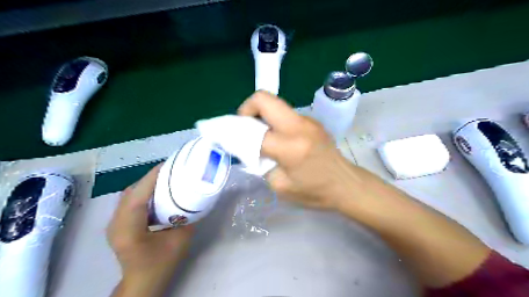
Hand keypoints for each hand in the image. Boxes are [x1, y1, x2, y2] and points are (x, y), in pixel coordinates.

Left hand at [107, 165, 193, 296]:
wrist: (142, 282)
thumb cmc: (161, 264)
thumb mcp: (180, 240)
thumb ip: (187, 218)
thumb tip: (195, 199)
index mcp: (129, 229)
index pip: (138, 196)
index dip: (152, 177)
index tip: (169, 164)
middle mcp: (116, 223)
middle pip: (131, 191)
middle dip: (151, 177)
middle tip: (171, 171)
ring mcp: (114, 223)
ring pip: (129, 194)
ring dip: (147, 184)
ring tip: (166, 178)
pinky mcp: (118, 223)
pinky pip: (129, 201)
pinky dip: (143, 192)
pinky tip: (157, 193)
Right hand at [239, 92, 365, 209]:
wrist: (345, 184)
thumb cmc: (314, 191)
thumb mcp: (280, 185)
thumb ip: (261, 164)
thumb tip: (250, 148)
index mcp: (290, 146)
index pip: (253, 132)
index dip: (237, 134)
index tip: (232, 140)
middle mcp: (299, 126)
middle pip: (264, 98)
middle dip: (247, 109)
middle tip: (245, 127)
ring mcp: (307, 120)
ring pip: (275, 104)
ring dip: (262, 115)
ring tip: (261, 134)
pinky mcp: (311, 120)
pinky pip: (285, 113)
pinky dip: (274, 120)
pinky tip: (278, 137)